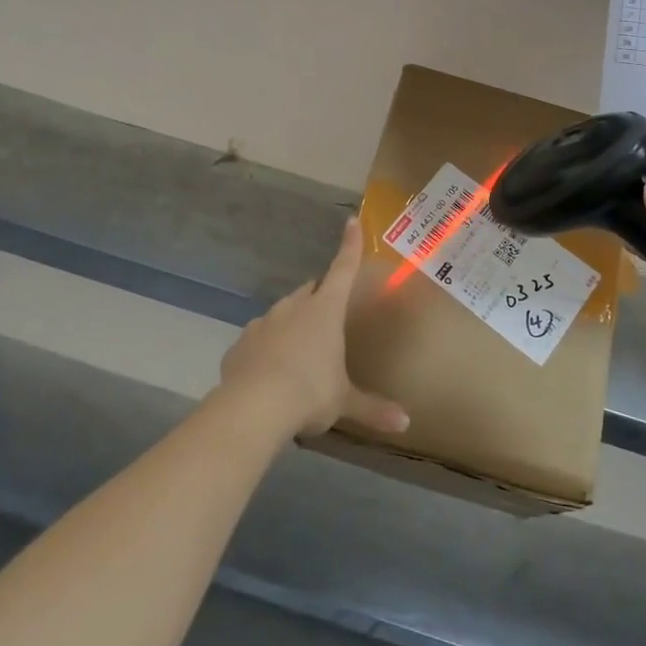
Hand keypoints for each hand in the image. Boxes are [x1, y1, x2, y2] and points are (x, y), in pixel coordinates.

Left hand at [218, 218, 409, 437]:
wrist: (253, 407)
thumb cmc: (309, 393)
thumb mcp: (344, 402)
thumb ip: (373, 409)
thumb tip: (406, 424)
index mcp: (325, 310)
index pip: (343, 269)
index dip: (350, 245)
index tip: (351, 221)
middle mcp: (293, 307)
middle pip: (310, 292)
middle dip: (319, 300)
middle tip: (327, 321)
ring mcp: (263, 322)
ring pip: (282, 315)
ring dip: (291, 326)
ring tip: (298, 356)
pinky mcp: (240, 344)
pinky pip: (258, 340)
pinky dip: (266, 349)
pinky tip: (268, 374)